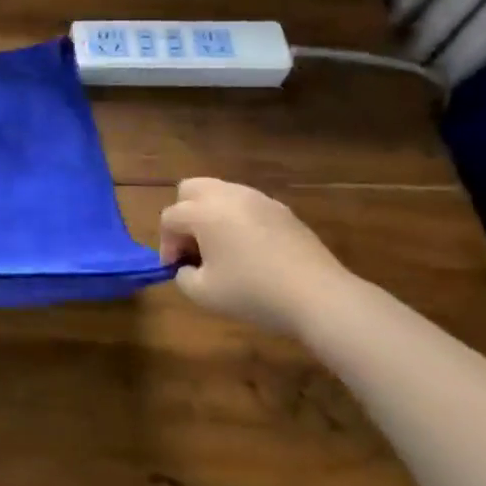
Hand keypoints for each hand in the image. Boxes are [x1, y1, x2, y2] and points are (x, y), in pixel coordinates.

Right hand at [158, 178, 349, 334]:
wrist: (319, 296)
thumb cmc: (254, 292)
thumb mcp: (203, 294)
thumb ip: (183, 276)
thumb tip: (188, 267)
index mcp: (204, 212)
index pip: (170, 218)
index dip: (166, 244)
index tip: (175, 268)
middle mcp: (228, 196)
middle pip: (190, 189)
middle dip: (184, 215)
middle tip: (192, 246)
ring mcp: (259, 200)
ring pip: (221, 193)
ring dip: (211, 215)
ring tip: (220, 248)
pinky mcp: (283, 211)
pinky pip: (248, 206)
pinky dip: (238, 220)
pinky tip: (250, 250)